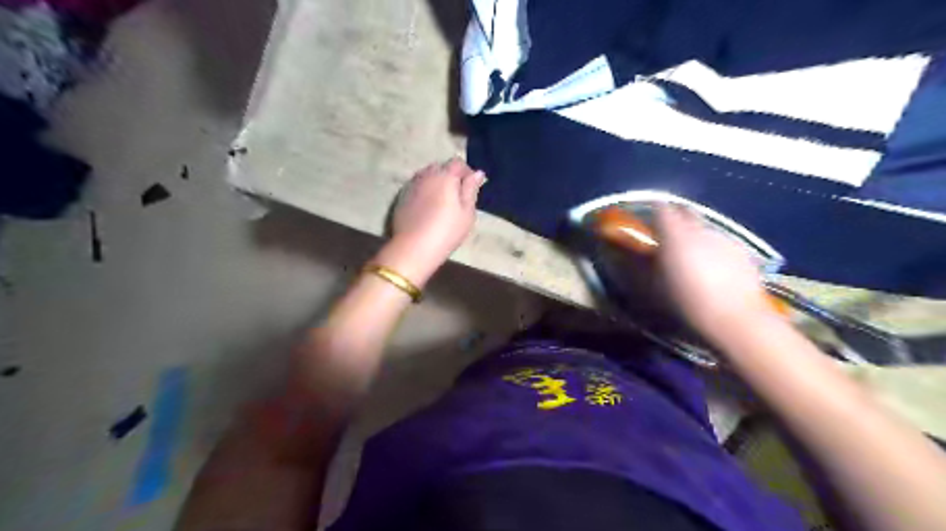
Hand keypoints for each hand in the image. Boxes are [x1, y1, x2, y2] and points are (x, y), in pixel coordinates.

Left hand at [376, 155, 483, 284]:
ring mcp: (411, 185)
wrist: (414, 248)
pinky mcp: (401, 197)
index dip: (467, 172)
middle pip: (440, 167)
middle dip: (450, 175)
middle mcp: (426, 175)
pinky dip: (424, 191)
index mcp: (445, 176)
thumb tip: (477, 173)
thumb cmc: (446, 231)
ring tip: (442, 200)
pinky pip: (416, 187)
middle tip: (457, 195)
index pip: (457, 163)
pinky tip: (427, 207)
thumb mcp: (467, 212)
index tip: (472, 186)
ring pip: (426, 176)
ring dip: (435, 182)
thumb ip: (471, 189)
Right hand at [655, 205, 772, 335]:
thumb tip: (646, 253)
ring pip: (706, 229)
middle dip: (677, 218)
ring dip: (697, 236)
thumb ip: (651, 264)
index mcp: (676, 236)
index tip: (649, 220)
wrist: (735, 318)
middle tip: (669, 235)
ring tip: (694, 256)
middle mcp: (700, 230)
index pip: (662, 209)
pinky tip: (716, 269)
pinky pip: (723, 243)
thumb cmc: (688, 302)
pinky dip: (715, 250)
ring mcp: (724, 238)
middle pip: (687, 213)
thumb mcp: (658, 286)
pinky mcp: (743, 251)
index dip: (654, 210)